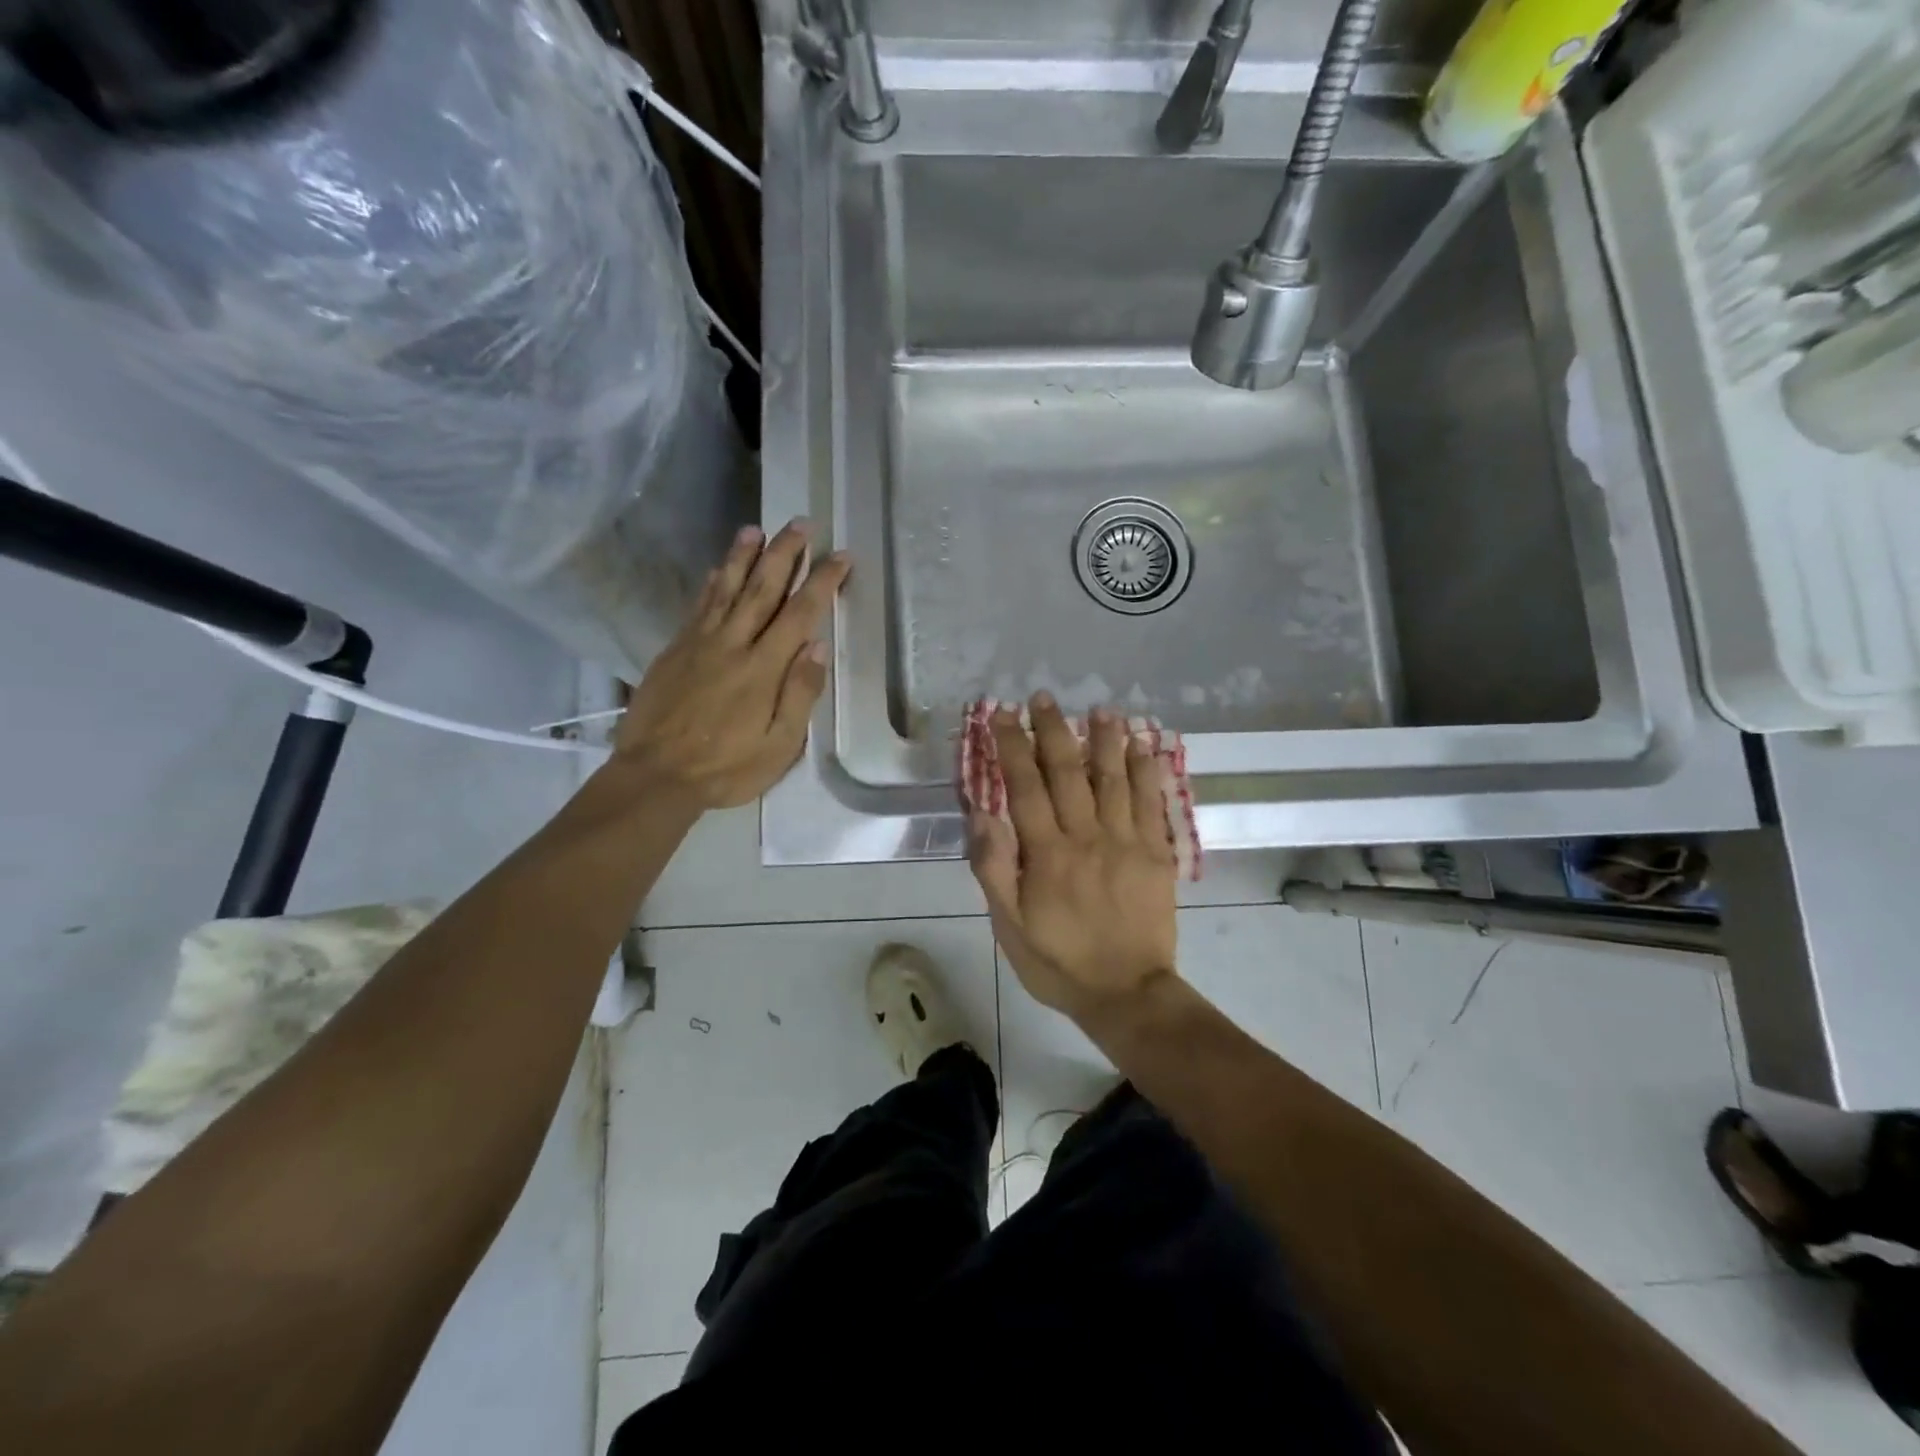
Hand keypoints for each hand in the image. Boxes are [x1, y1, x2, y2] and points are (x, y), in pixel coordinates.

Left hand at [614, 519, 849, 808]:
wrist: (655, 775)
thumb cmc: (726, 768)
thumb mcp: (779, 746)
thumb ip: (799, 695)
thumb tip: (816, 647)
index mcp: (763, 669)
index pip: (799, 614)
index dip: (822, 582)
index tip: (840, 556)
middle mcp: (733, 645)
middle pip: (762, 589)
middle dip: (784, 554)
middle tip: (800, 523)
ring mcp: (700, 644)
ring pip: (726, 590)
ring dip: (743, 557)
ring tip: (756, 529)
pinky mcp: (675, 650)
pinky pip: (698, 607)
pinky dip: (712, 584)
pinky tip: (719, 569)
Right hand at [968, 694, 1178, 1022]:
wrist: (1127, 994)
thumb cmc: (1059, 962)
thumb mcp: (1009, 927)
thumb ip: (994, 869)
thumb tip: (981, 814)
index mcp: (1047, 854)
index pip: (1025, 786)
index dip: (1012, 746)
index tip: (1001, 714)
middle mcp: (1086, 837)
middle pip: (1067, 772)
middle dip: (1052, 730)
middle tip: (1042, 697)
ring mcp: (1126, 842)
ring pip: (1113, 779)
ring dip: (1104, 740)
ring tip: (1098, 709)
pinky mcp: (1156, 853)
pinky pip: (1150, 803)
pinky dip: (1146, 770)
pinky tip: (1142, 745)